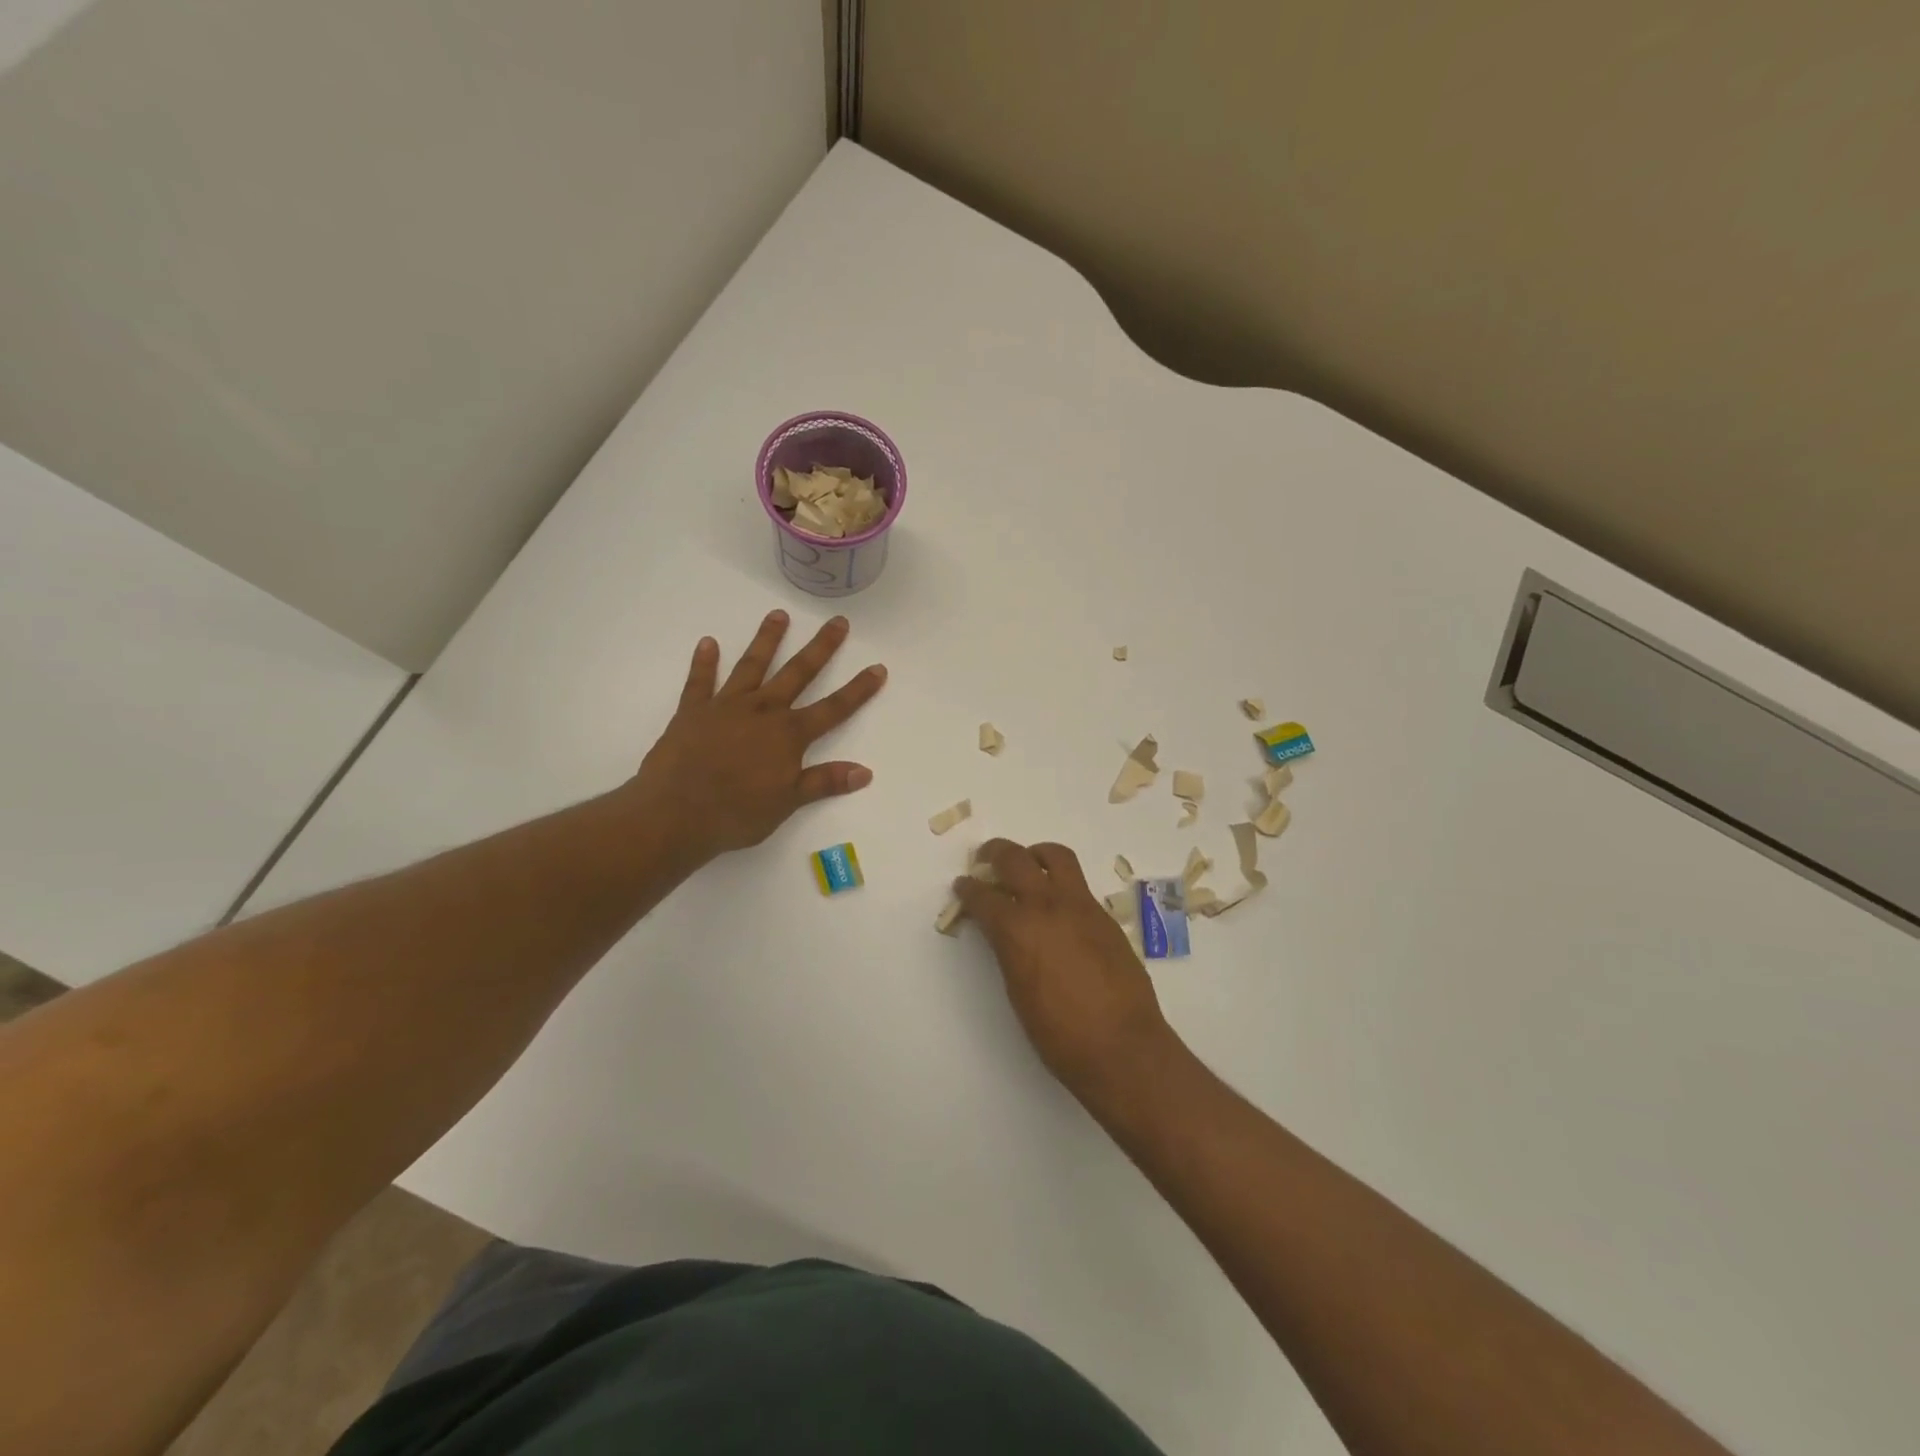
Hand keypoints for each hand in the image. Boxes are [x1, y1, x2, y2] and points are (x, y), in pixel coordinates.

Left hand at [630, 610, 886, 860]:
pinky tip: (708, 642)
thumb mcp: (788, 802)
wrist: (676, 812)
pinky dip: (704, 662)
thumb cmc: (737, 812)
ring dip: (767, 640)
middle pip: (798, 673)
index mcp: (788, 734)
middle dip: (821, 648)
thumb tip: (865, 771)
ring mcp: (726, 706)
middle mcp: (762, 711)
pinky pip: (700, 681)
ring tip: (779, 614)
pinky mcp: (693, 711)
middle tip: (838, 622)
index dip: (858, 690)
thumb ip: (825, 781)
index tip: (878, 667)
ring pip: (752, 666)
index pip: (833, 709)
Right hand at [954, 840, 1179, 1106]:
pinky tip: (1057, 905)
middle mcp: (1047, 906)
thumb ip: (1008, 951)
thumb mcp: (1017, 991)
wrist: (1122, 1046)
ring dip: (1034, 854)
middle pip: (1015, 859)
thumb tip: (1005, 934)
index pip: (983, 896)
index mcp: (1017, 929)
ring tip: (1028, 864)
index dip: (968, 889)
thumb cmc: (1060, 1034)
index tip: (963, 886)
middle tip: (985, 858)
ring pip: (1055, 857)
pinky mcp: (1104, 916)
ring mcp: (1080, 906)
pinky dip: (1061, 882)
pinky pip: (1078, 884)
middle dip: (994, 853)